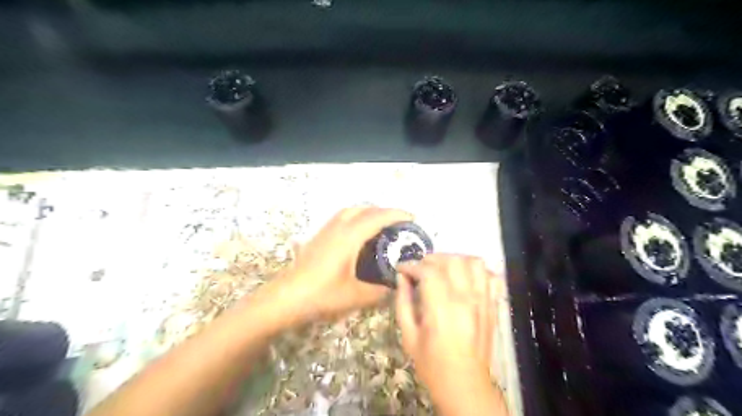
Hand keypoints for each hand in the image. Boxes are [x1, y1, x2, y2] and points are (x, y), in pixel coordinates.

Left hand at [261, 207, 411, 324]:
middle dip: (383, 211)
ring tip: (379, 224)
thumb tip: (394, 288)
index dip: (396, 214)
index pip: (377, 218)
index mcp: (349, 237)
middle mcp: (338, 228)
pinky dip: (354, 218)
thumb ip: (378, 292)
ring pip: (349, 211)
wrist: (285, 298)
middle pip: (363, 209)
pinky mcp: (317, 237)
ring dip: (367, 212)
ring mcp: (325, 231)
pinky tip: (356, 234)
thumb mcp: (355, 296)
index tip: (412, 217)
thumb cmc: (321, 295)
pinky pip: (340, 218)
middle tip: (397, 222)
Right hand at [397, 254, 494, 396]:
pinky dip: (478, 271)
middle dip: (431, 259)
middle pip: (451, 261)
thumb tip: (401, 277)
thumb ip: (403, 302)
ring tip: (442, 269)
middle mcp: (466, 299)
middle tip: (420, 269)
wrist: (465, 385)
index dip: (412, 265)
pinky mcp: (492, 305)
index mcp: (442, 309)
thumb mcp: (408, 336)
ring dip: (455, 260)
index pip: (428, 271)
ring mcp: (483, 301)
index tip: (401, 269)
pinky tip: (464, 278)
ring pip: (473, 262)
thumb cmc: (432, 364)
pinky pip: (491, 276)